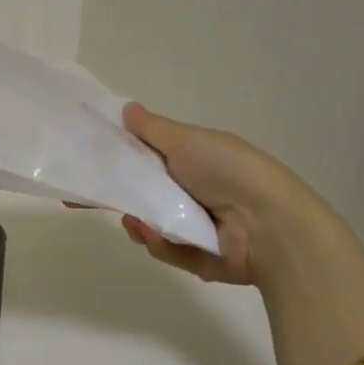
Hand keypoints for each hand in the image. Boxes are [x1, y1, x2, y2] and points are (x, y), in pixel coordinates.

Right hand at [116, 103, 340, 291]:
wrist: (270, 223)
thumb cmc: (227, 170)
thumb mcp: (185, 140)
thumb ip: (151, 128)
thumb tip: (126, 108)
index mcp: (195, 160)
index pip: (152, 157)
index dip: (125, 157)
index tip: (97, 159)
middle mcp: (197, 191)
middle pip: (147, 192)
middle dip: (123, 194)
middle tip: (93, 196)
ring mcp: (198, 226)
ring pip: (153, 223)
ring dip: (138, 221)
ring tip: (133, 220)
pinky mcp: (199, 257)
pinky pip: (167, 249)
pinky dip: (158, 242)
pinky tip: (151, 234)